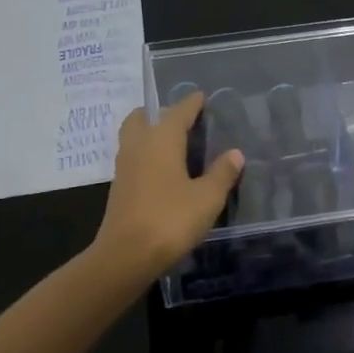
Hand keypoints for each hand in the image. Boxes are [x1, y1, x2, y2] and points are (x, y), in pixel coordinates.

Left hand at [95, 91, 243, 280]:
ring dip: (149, 132)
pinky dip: (145, 153)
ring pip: (134, 135)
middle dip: (160, 113)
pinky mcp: (118, 186)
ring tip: (172, 142)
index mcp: (162, 138)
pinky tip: (161, 169)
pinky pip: (132, 156)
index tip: (201, 96)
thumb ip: (222, 173)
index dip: (191, 103)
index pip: (178, 111)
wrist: (125, 256)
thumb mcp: (206, 198)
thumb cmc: (170, 219)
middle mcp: (139, 144)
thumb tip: (235, 153)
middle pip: (145, 117)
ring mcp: (124, 165)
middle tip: (181, 119)